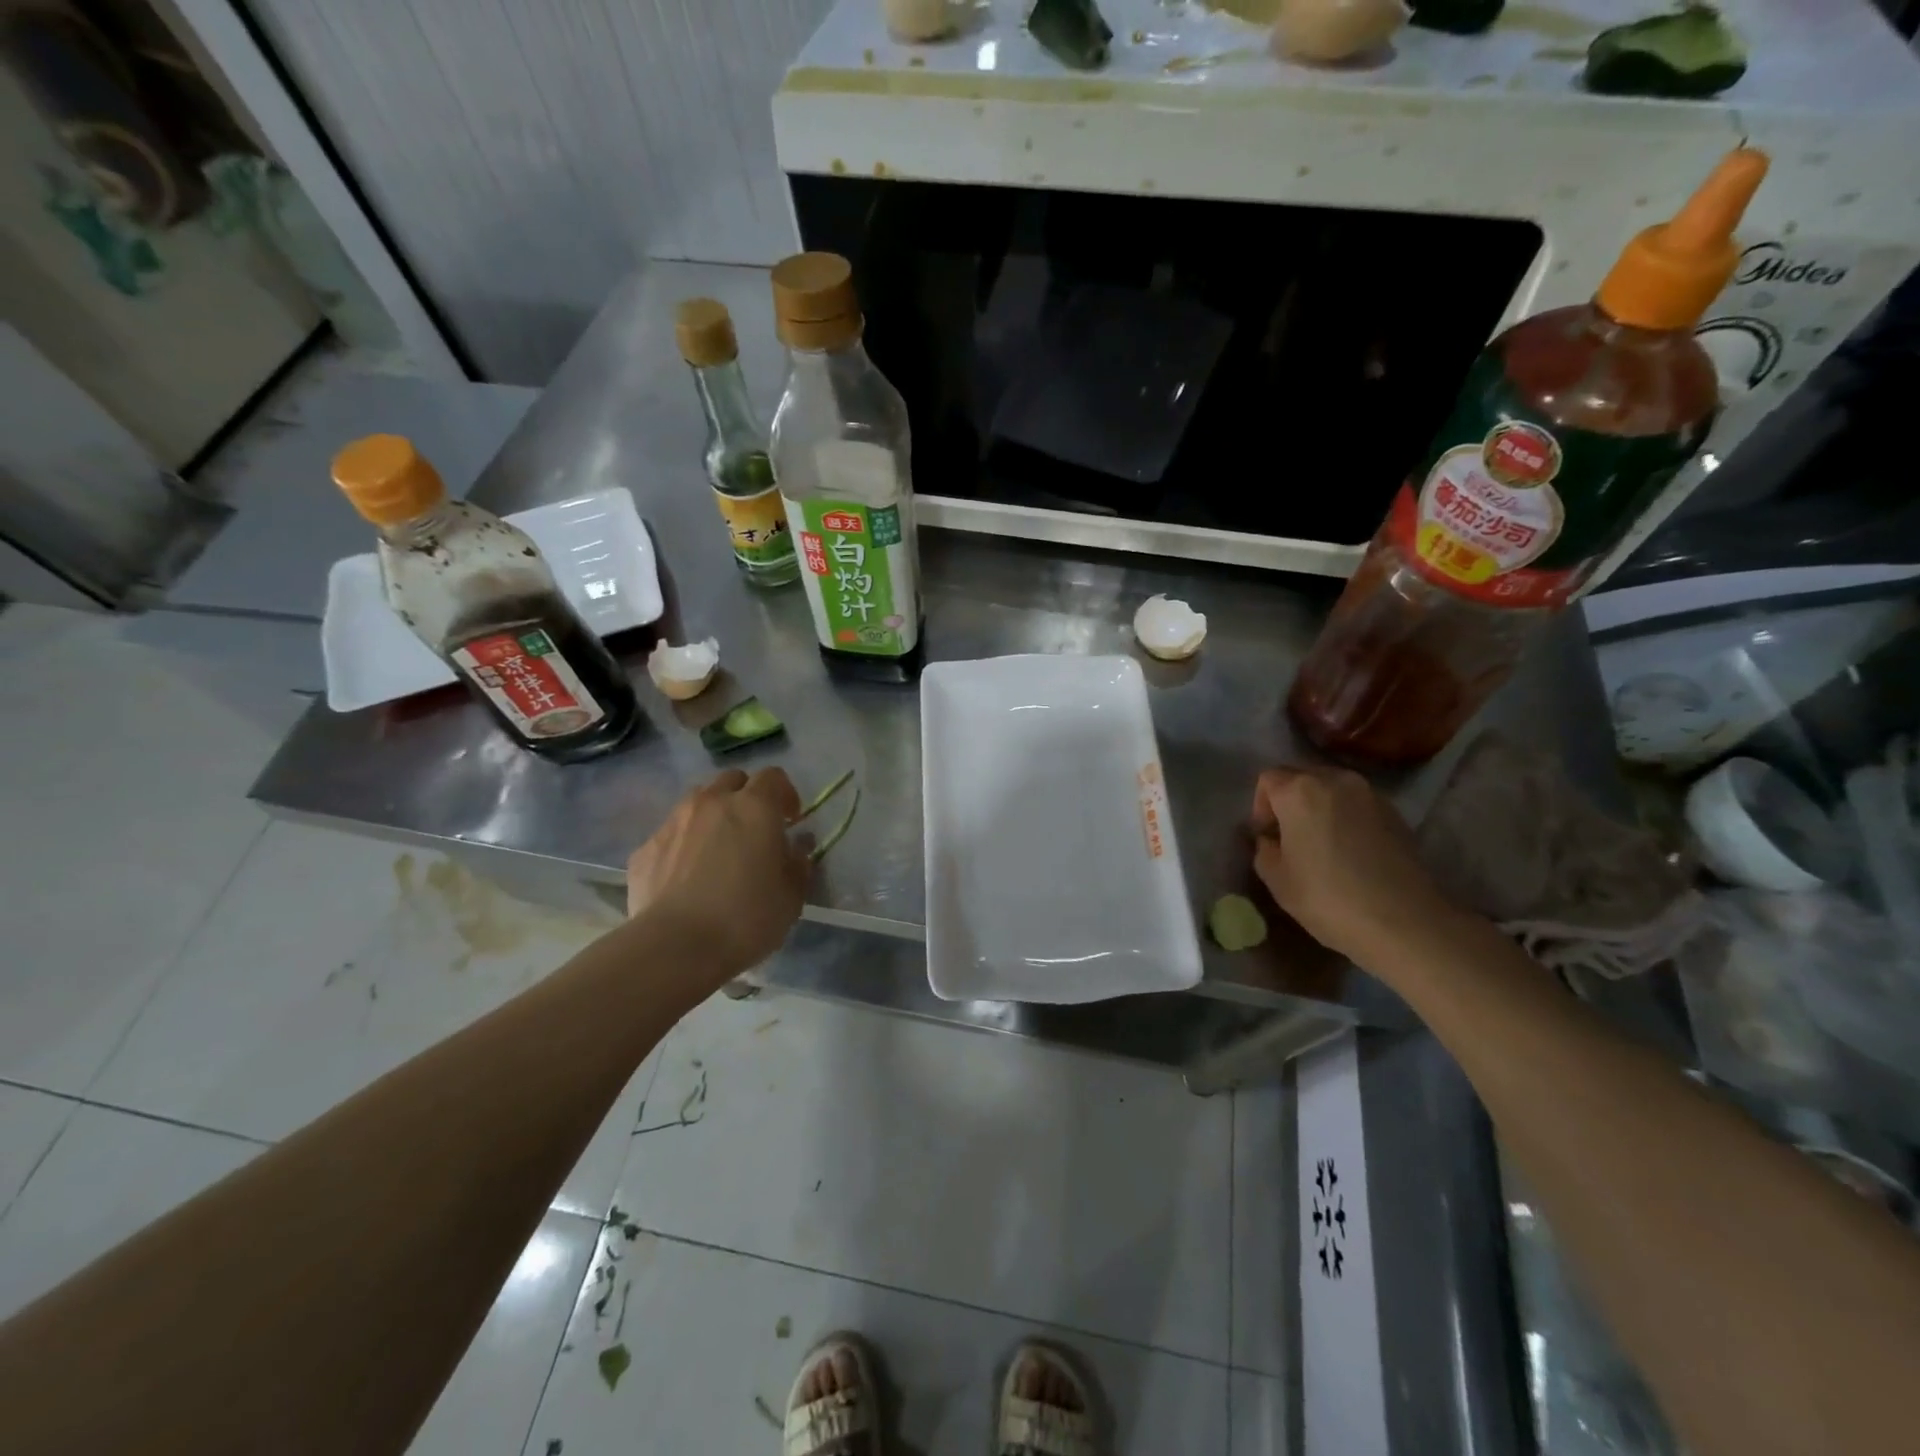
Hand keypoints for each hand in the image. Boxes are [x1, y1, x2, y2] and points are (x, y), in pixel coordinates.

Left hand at [626, 769, 811, 977]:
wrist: (676, 947)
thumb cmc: (746, 918)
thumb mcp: (792, 896)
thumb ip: (798, 864)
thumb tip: (796, 848)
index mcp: (754, 807)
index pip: (773, 777)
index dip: (785, 794)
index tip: (791, 821)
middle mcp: (712, 802)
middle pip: (732, 781)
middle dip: (745, 797)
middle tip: (754, 830)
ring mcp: (674, 822)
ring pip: (697, 802)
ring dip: (712, 816)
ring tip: (717, 850)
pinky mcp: (645, 848)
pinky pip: (671, 834)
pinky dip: (683, 845)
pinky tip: (686, 877)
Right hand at [1250, 764, 1456, 963]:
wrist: (1405, 922)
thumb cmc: (1328, 898)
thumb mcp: (1276, 879)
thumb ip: (1264, 849)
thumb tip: (1271, 840)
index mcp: (1299, 791)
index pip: (1268, 780)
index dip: (1260, 807)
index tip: (1267, 837)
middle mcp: (1336, 780)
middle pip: (1301, 777)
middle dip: (1289, 802)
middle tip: (1290, 839)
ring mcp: (1371, 794)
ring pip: (1332, 789)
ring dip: (1320, 808)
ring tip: (1322, 845)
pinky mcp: (1396, 813)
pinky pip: (1358, 805)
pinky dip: (1347, 818)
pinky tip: (1351, 852)